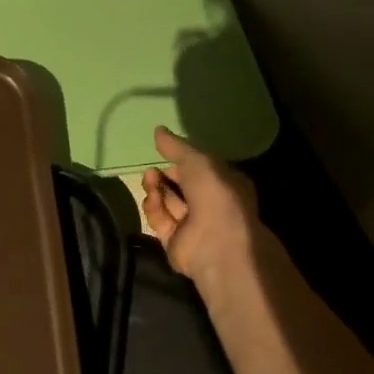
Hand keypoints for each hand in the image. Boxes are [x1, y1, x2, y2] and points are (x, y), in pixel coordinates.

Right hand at [140, 126, 262, 287]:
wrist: (216, 242)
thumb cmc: (216, 195)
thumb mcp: (198, 161)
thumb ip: (176, 147)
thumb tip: (158, 130)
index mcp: (224, 184)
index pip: (199, 170)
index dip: (181, 161)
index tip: (163, 153)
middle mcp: (210, 205)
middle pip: (180, 187)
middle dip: (164, 176)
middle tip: (151, 170)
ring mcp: (193, 226)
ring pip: (168, 203)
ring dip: (157, 189)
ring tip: (149, 178)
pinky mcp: (175, 243)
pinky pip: (161, 221)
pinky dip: (154, 208)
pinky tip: (151, 198)